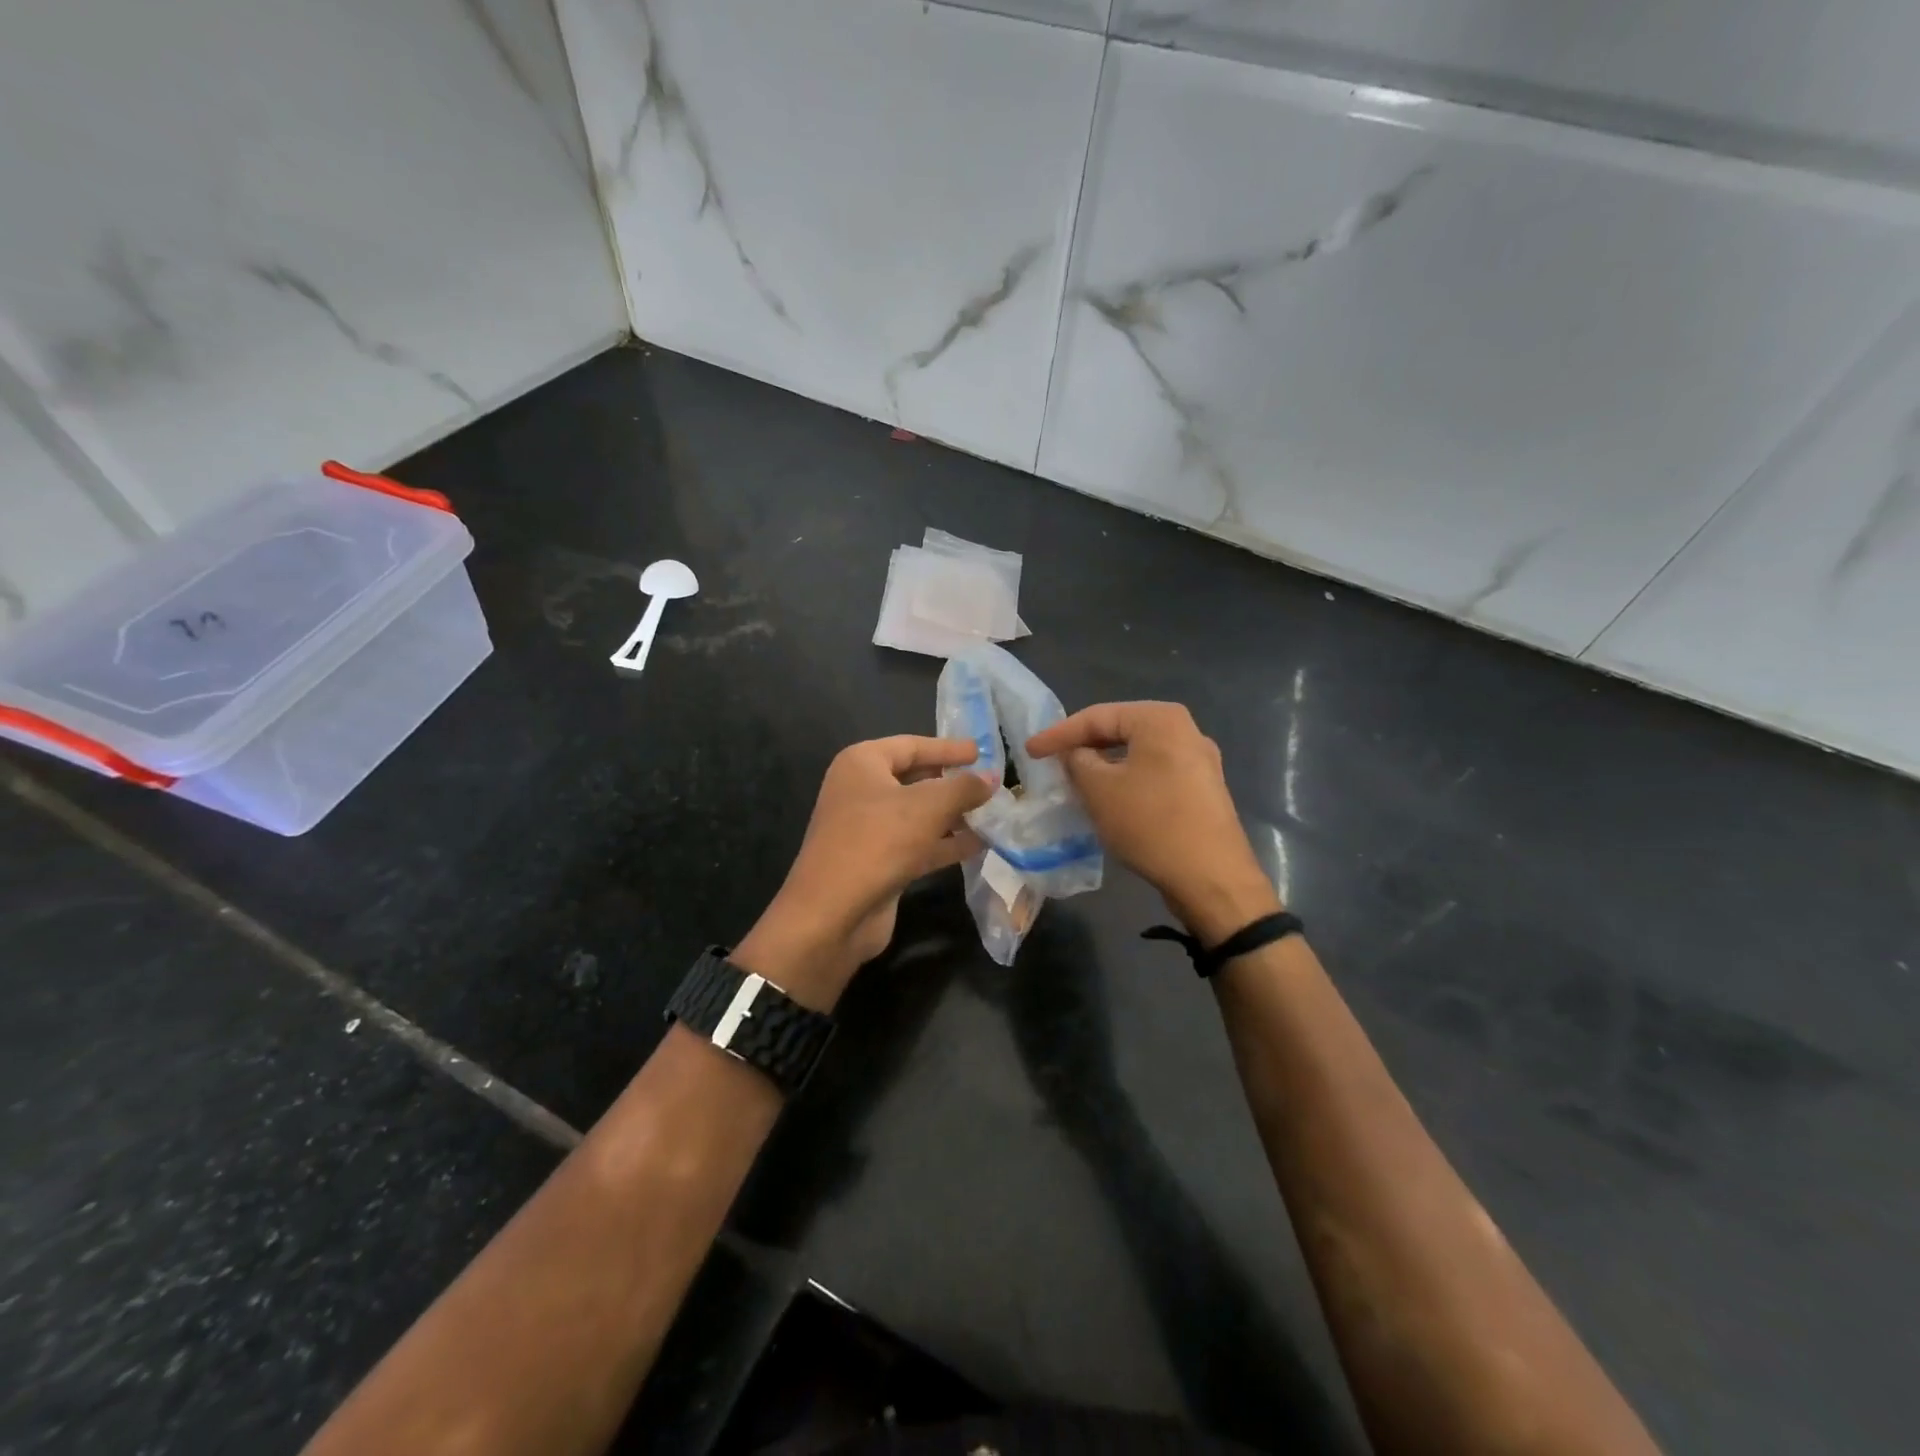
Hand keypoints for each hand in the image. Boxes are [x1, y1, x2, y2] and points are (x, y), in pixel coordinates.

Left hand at [735, 736, 990, 1008]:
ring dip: (954, 815)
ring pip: (918, 815)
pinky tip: (979, 845)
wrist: (833, 913)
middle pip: (915, 779)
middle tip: (990, 784)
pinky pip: (917, 844)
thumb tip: (991, 778)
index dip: (948, 748)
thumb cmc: (878, 841)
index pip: (912, 745)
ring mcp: (868, 829)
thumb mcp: (928, 806)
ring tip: (993, 815)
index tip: (982, 752)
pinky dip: (945, 843)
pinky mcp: (878, 862)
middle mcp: (861, 791)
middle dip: (953, 784)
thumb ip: (964, 787)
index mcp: (862, 763)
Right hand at [1027, 702, 1278, 944]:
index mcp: (1160, 719)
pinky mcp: (1202, 789)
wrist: (1212, 878)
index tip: (1030, 751)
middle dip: (1084, 746)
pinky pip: (1154, 773)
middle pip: (1121, 730)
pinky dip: (1127, 780)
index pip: (1097, 716)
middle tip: (1052, 761)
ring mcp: (1199, 761)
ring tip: (1076, 780)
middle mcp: (1185, 730)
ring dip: (1105, 765)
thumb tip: (1076, 754)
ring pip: (1138, 754)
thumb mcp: (1099, 790)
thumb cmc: (1150, 823)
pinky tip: (1111, 799)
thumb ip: (1077, 761)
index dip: (1058, 733)